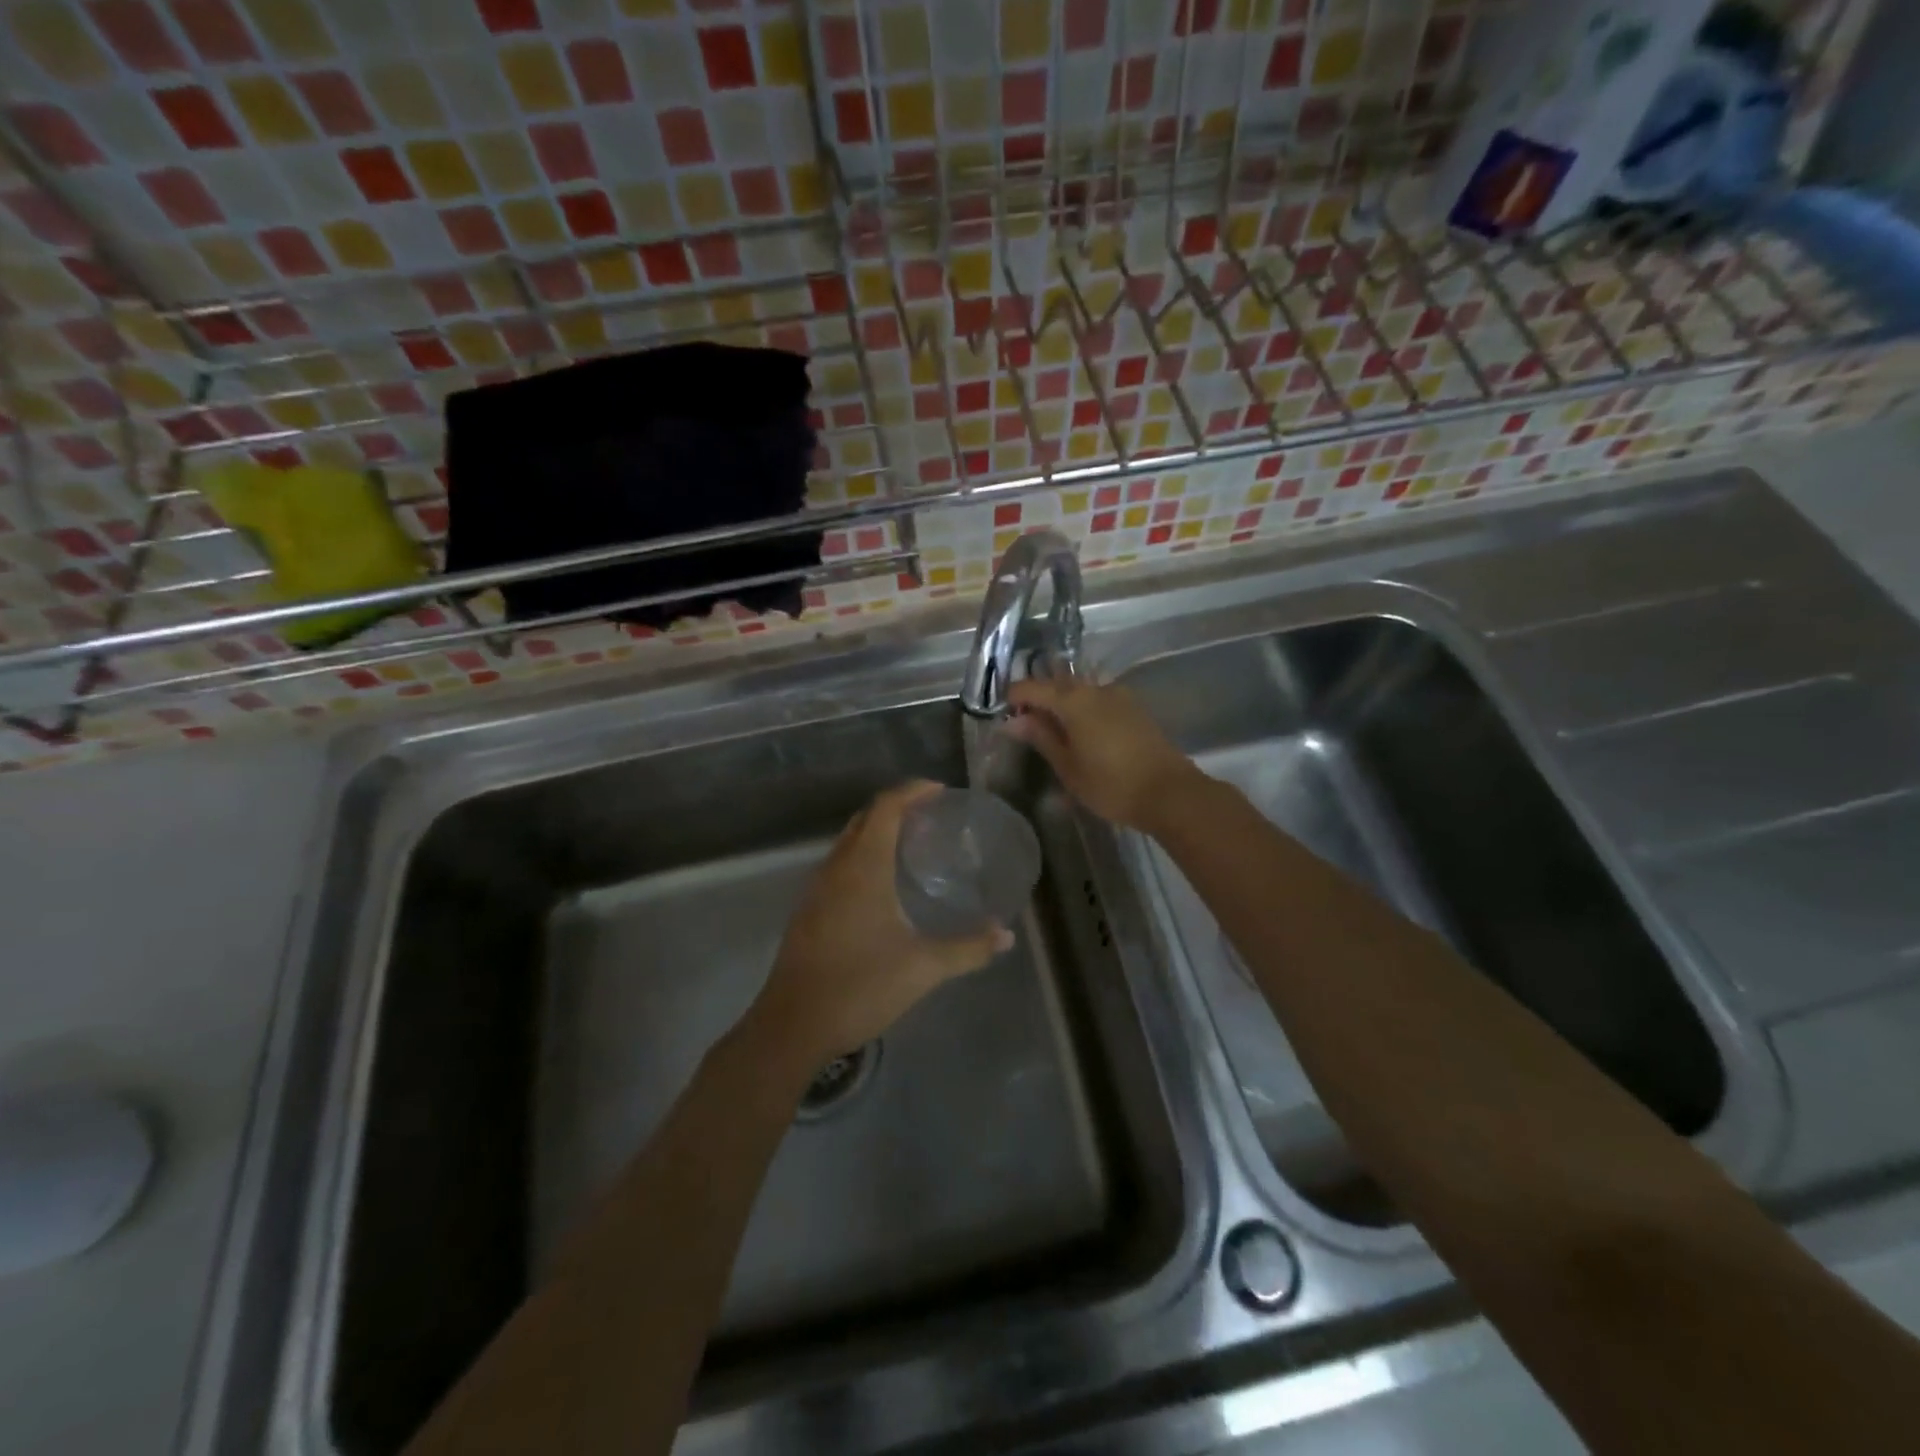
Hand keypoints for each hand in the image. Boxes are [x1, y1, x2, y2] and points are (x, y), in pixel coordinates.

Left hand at [752, 781, 1011, 1065]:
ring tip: (912, 845)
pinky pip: (838, 865)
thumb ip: (969, 948)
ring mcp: (816, 889)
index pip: (886, 807)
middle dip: (897, 808)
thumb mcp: (923, 967)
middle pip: (865, 819)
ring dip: (877, 832)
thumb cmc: (860, 986)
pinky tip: (882, 886)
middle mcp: (836, 868)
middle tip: (931, 817)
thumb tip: (1006, 935)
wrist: (793, 1025)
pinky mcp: (808, 911)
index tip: (940, 791)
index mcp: (863, 867)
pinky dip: (862, 857)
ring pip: (848, 842)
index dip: (913, 791)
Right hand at [1005, 675, 1201, 830]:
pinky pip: (1098, 699)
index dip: (1014, 697)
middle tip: (1024, 722)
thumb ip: (1041, 737)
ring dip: (1062, 703)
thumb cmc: (1110, 784)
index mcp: (1073, 700)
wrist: (1169, 793)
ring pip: (1080, 690)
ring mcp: (1119, 696)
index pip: (1032, 687)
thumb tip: (1013, 721)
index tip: (1002, 713)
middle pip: (1058, 683)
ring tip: (1051, 729)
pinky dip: (1082, 709)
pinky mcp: (1134, 708)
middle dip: (1038, 698)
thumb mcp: (1067, 766)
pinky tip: (1079, 731)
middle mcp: (1095, 689)